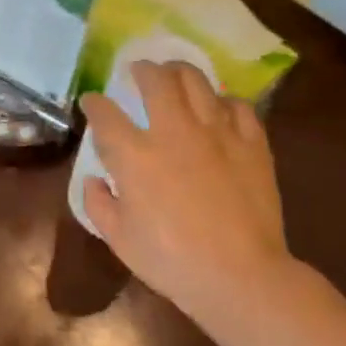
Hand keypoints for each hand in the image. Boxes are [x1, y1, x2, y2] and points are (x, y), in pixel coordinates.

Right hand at [80, 61, 299, 336]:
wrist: (239, 275)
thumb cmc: (170, 260)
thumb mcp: (118, 239)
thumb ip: (99, 203)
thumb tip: (96, 180)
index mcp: (134, 156)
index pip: (106, 114)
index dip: (95, 103)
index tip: (92, 101)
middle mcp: (173, 132)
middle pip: (156, 80)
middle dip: (142, 69)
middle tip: (138, 71)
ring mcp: (217, 134)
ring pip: (198, 82)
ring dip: (180, 72)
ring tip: (175, 74)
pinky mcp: (252, 144)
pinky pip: (238, 106)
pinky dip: (223, 101)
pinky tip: (219, 108)